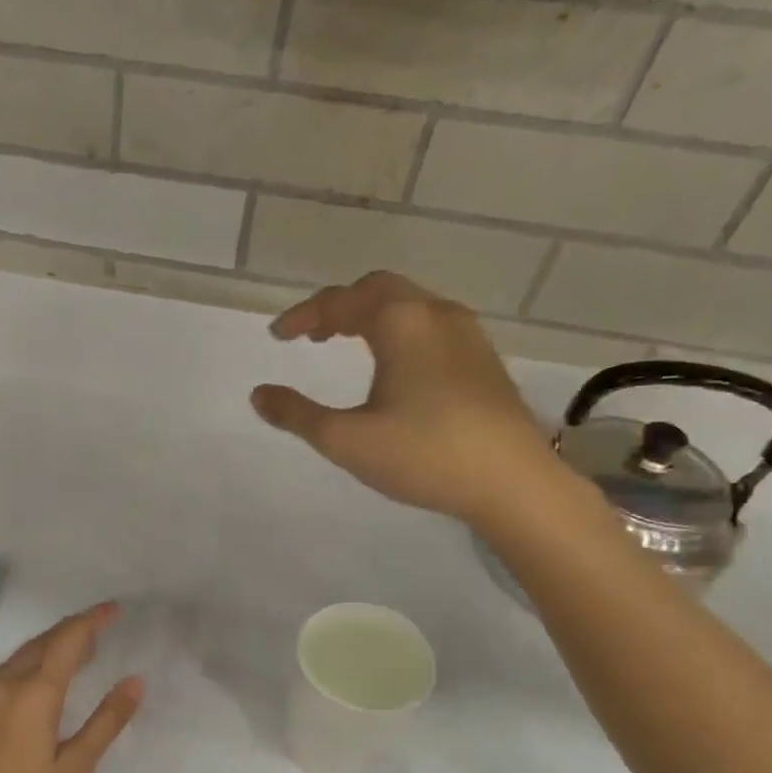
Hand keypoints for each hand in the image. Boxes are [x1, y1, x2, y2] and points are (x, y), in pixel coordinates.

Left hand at [0, 602, 143, 772]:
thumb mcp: (73, 770)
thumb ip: (105, 722)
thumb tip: (135, 682)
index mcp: (33, 693)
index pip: (67, 641)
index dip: (92, 621)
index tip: (114, 609)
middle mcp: (4, 684)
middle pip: (43, 642)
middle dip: (73, 630)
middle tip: (102, 628)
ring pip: (23, 655)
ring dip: (52, 646)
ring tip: (80, 652)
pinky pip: (8, 672)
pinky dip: (33, 663)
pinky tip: (43, 681)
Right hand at [251, 272, 565, 528]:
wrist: (512, 482)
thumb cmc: (423, 454)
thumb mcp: (346, 440)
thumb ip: (297, 414)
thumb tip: (259, 394)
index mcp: (401, 322)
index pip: (341, 301)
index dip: (304, 315)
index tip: (278, 336)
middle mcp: (436, 314)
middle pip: (378, 290)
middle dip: (339, 307)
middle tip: (313, 335)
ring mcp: (468, 335)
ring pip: (410, 305)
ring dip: (372, 316)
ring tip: (347, 344)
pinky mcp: (484, 360)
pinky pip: (431, 325)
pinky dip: (399, 330)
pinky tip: (395, 367)